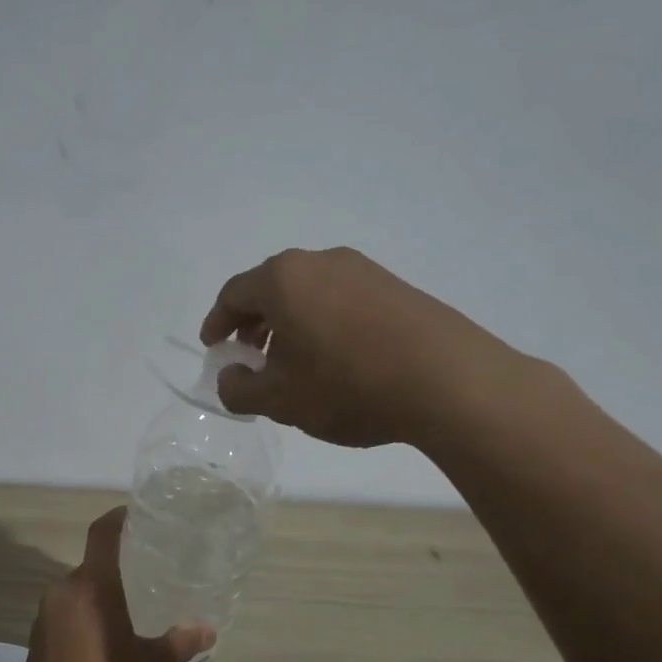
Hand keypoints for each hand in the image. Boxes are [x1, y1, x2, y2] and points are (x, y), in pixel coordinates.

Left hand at [12, 508, 213, 661]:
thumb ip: (178, 644)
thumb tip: (207, 631)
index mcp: (90, 586)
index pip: (102, 534)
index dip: (118, 519)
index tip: (136, 515)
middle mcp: (61, 593)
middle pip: (89, 567)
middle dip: (114, 569)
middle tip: (145, 575)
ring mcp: (43, 619)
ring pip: (75, 595)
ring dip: (98, 598)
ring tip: (129, 611)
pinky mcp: (35, 645)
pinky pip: (63, 618)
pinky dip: (84, 620)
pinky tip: (104, 644)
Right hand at [199, 247, 520, 447]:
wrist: (448, 380)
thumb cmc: (347, 385)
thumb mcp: (280, 399)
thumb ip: (240, 389)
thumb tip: (230, 378)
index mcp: (283, 279)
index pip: (233, 294)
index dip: (217, 323)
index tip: (214, 349)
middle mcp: (320, 262)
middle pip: (271, 288)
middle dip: (254, 324)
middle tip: (250, 358)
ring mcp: (363, 270)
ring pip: (308, 293)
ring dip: (290, 324)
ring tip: (293, 364)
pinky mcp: (395, 286)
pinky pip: (342, 299)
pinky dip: (324, 323)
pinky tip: (336, 359)